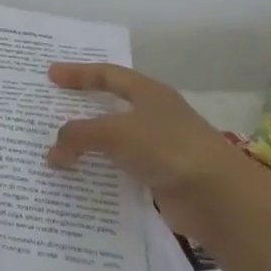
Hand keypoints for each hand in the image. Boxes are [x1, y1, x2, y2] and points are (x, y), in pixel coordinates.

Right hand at [44, 62, 254, 237]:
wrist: (218, 197)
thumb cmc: (166, 148)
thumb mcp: (114, 133)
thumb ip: (78, 136)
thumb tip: (52, 153)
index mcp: (149, 93)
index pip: (108, 75)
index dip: (79, 73)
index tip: (51, 75)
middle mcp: (156, 116)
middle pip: (112, 107)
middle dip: (82, 109)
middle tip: (52, 112)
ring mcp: (160, 148)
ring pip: (115, 141)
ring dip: (89, 146)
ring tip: (59, 151)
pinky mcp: (162, 178)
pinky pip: (122, 170)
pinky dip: (102, 172)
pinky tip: (83, 180)